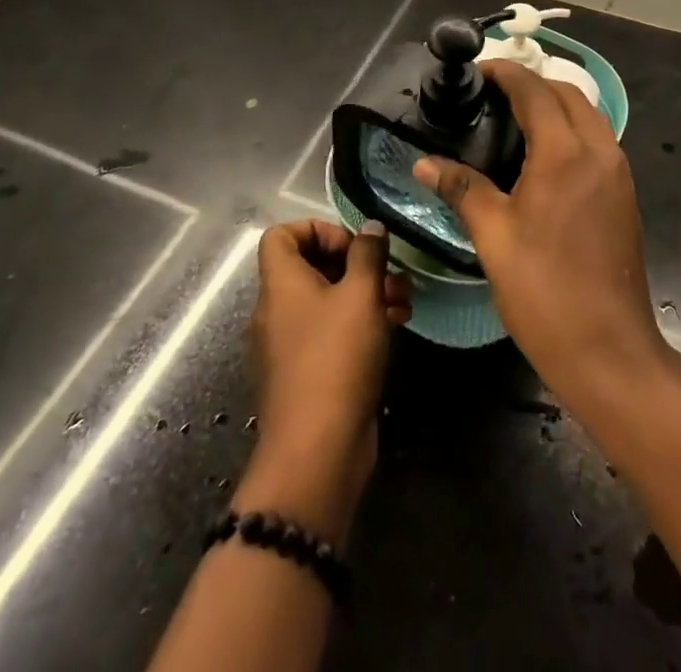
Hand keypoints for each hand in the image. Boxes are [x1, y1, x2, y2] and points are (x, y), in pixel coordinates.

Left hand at [237, 220, 411, 547]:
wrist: (317, 452)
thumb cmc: (336, 359)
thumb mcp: (361, 295)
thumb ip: (368, 253)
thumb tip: (370, 227)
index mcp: (280, 285)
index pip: (281, 235)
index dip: (318, 228)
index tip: (353, 245)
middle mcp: (276, 311)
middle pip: (310, 266)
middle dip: (355, 263)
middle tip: (390, 272)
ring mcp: (289, 345)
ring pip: (327, 300)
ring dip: (365, 293)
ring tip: (404, 300)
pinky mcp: (306, 373)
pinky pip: (330, 331)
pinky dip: (359, 322)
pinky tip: (395, 326)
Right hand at [412, 60, 670, 409]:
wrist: (610, 350)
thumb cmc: (545, 292)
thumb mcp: (494, 238)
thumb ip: (462, 189)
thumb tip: (424, 163)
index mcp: (565, 153)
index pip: (535, 91)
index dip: (506, 74)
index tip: (479, 71)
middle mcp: (599, 150)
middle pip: (568, 94)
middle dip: (533, 84)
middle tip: (493, 95)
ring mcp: (618, 172)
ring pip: (588, 115)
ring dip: (556, 104)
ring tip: (515, 119)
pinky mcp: (625, 193)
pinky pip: (599, 141)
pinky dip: (573, 129)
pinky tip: (544, 155)